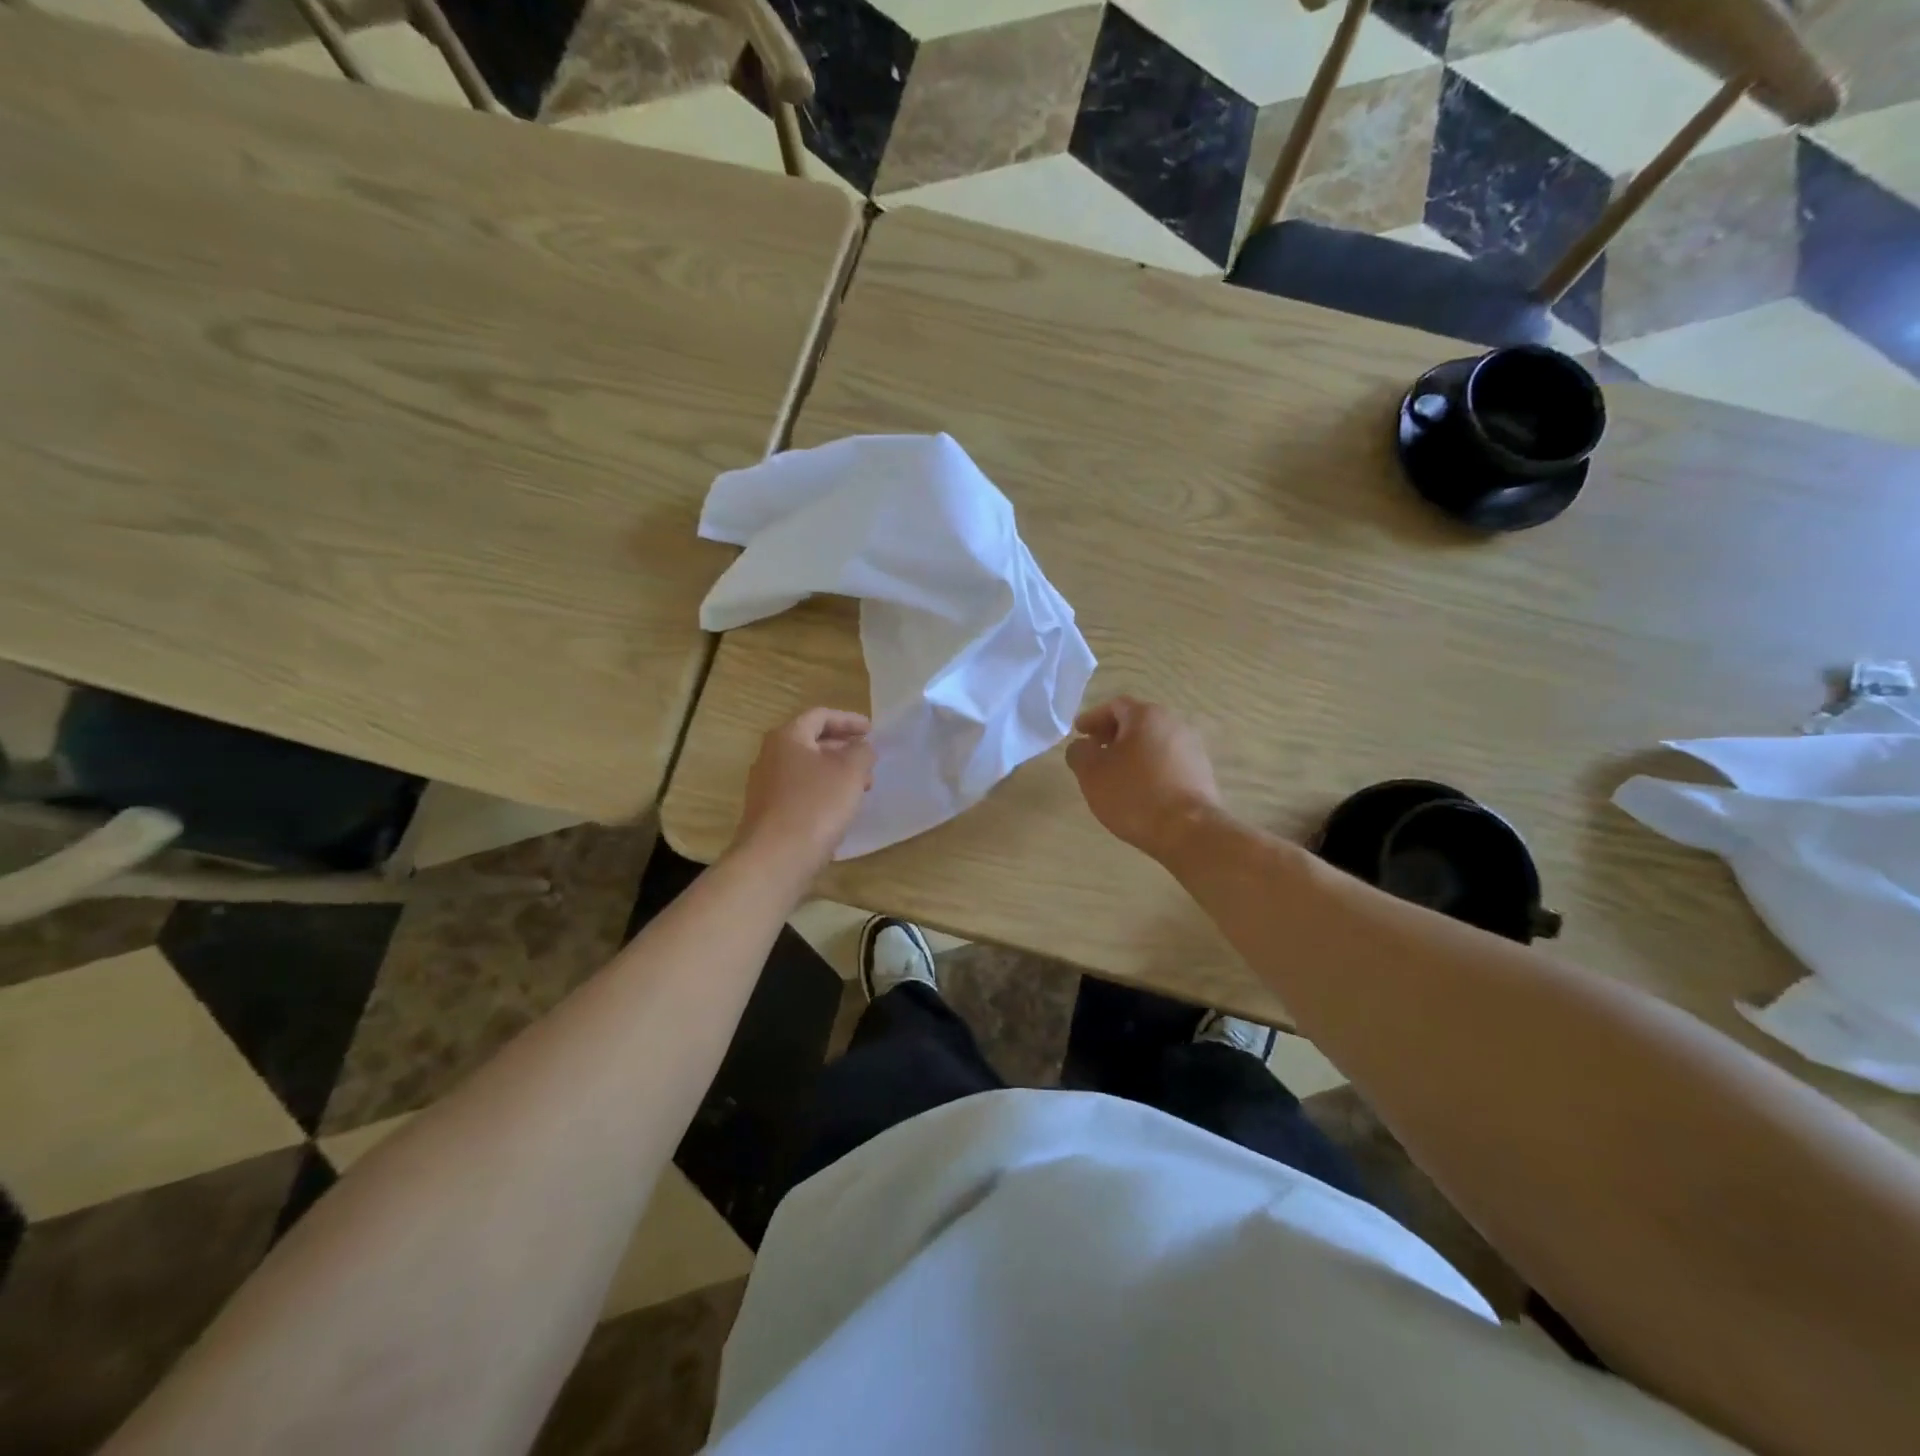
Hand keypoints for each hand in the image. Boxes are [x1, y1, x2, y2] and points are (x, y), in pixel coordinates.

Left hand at [732, 707, 875, 874]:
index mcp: (787, 737)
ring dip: (835, 773)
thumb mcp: (850, 772)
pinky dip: (823, 792)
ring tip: (860, 787)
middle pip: (811, 741)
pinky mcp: (768, 813)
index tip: (872, 731)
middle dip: (843, 748)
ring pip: (807, 769)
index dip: (848, 720)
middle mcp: (770, 756)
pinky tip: (839, 809)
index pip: (820, 716)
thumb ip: (862, 751)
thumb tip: (861, 747)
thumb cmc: (815, 806)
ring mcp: (765, 786)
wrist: (775, 860)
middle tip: (869, 760)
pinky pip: (800, 792)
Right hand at [1066, 696, 1222, 861]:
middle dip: (1113, 735)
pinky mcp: (1202, 772)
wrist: (1188, 830)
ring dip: (1133, 752)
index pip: (1114, 706)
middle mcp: (1174, 723)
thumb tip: (1082, 746)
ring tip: (1116, 774)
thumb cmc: (1134, 794)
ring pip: (1154, 742)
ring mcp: (1192, 748)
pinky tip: (1140, 789)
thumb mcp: (1091, 773)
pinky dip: (1150, 767)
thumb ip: (1079, 752)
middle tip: (1095, 752)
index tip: (1079, 733)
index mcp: (1146, 715)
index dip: (1093, 718)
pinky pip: (1168, 761)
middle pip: (1137, 722)